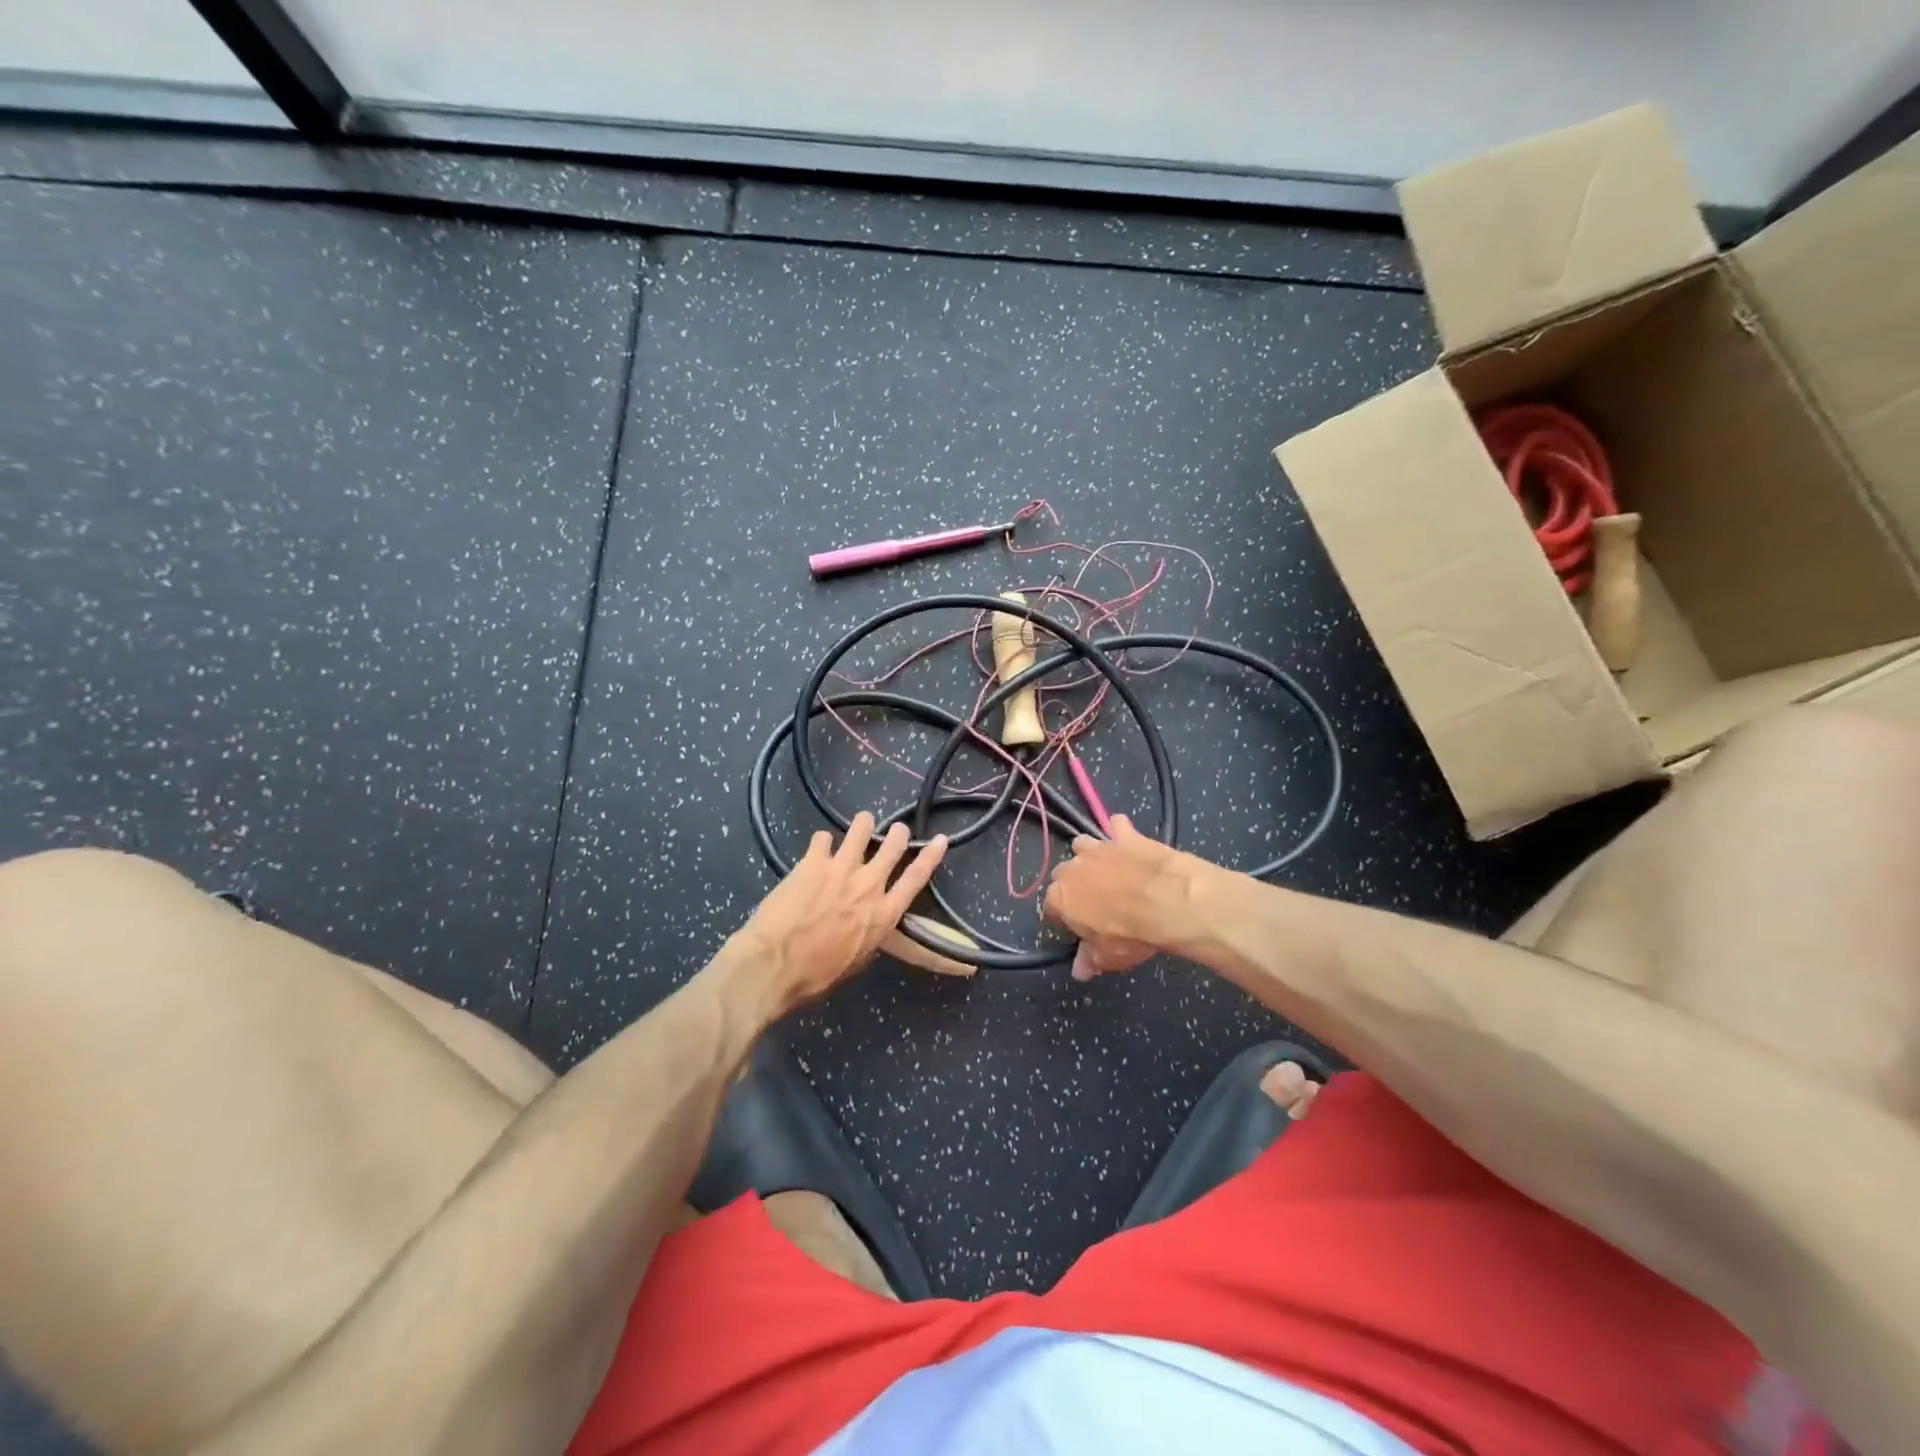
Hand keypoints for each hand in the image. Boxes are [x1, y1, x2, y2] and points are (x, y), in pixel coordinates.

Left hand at [734, 813, 947, 1012]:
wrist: (775, 964)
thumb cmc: (817, 975)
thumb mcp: (857, 961)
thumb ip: (869, 934)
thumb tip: (868, 924)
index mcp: (883, 914)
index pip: (916, 878)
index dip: (931, 856)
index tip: (940, 839)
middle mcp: (868, 885)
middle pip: (892, 846)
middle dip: (897, 834)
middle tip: (896, 830)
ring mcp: (840, 868)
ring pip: (861, 829)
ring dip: (864, 824)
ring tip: (863, 821)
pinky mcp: (812, 862)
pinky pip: (822, 838)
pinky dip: (823, 841)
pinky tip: (819, 845)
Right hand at [1044, 815, 1193, 980]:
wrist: (1167, 899)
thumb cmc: (1130, 933)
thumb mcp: (1109, 957)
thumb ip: (1090, 961)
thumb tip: (1079, 971)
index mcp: (1061, 898)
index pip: (1051, 908)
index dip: (1064, 919)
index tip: (1079, 928)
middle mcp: (1073, 868)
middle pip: (1063, 873)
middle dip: (1073, 884)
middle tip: (1095, 901)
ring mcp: (1099, 847)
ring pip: (1082, 844)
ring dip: (1089, 854)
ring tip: (1107, 869)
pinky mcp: (1125, 834)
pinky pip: (1116, 825)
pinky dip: (1120, 831)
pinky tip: (1129, 841)